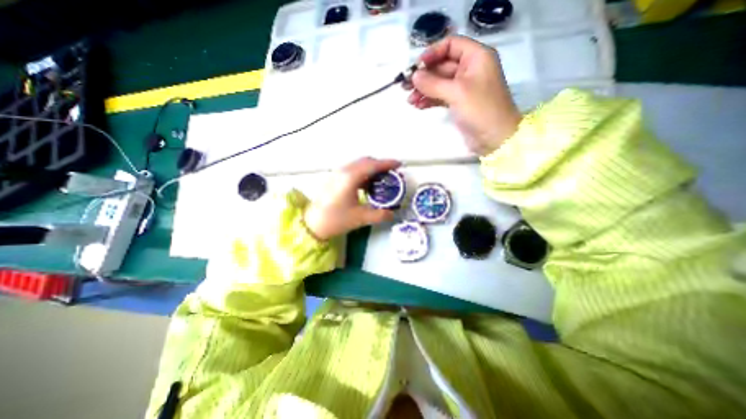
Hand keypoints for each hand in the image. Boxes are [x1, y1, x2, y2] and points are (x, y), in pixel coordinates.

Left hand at [303, 157, 401, 239]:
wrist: (312, 224)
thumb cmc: (336, 219)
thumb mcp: (360, 218)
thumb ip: (379, 215)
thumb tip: (392, 214)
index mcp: (350, 177)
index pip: (372, 165)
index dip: (387, 164)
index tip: (399, 165)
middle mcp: (343, 171)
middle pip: (365, 161)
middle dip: (380, 165)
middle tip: (391, 174)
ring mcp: (337, 174)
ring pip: (358, 165)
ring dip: (371, 170)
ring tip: (381, 180)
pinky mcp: (334, 179)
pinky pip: (352, 171)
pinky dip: (363, 174)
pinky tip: (367, 186)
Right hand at [406, 34, 520, 155]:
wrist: (495, 138)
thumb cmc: (481, 110)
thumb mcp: (457, 92)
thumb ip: (434, 83)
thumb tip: (414, 76)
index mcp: (476, 57)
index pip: (450, 45)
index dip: (432, 53)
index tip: (416, 67)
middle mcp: (469, 69)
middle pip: (442, 65)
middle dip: (423, 76)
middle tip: (405, 86)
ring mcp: (463, 87)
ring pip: (439, 83)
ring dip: (423, 90)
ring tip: (409, 100)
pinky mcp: (458, 103)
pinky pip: (440, 96)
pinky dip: (429, 100)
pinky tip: (418, 105)